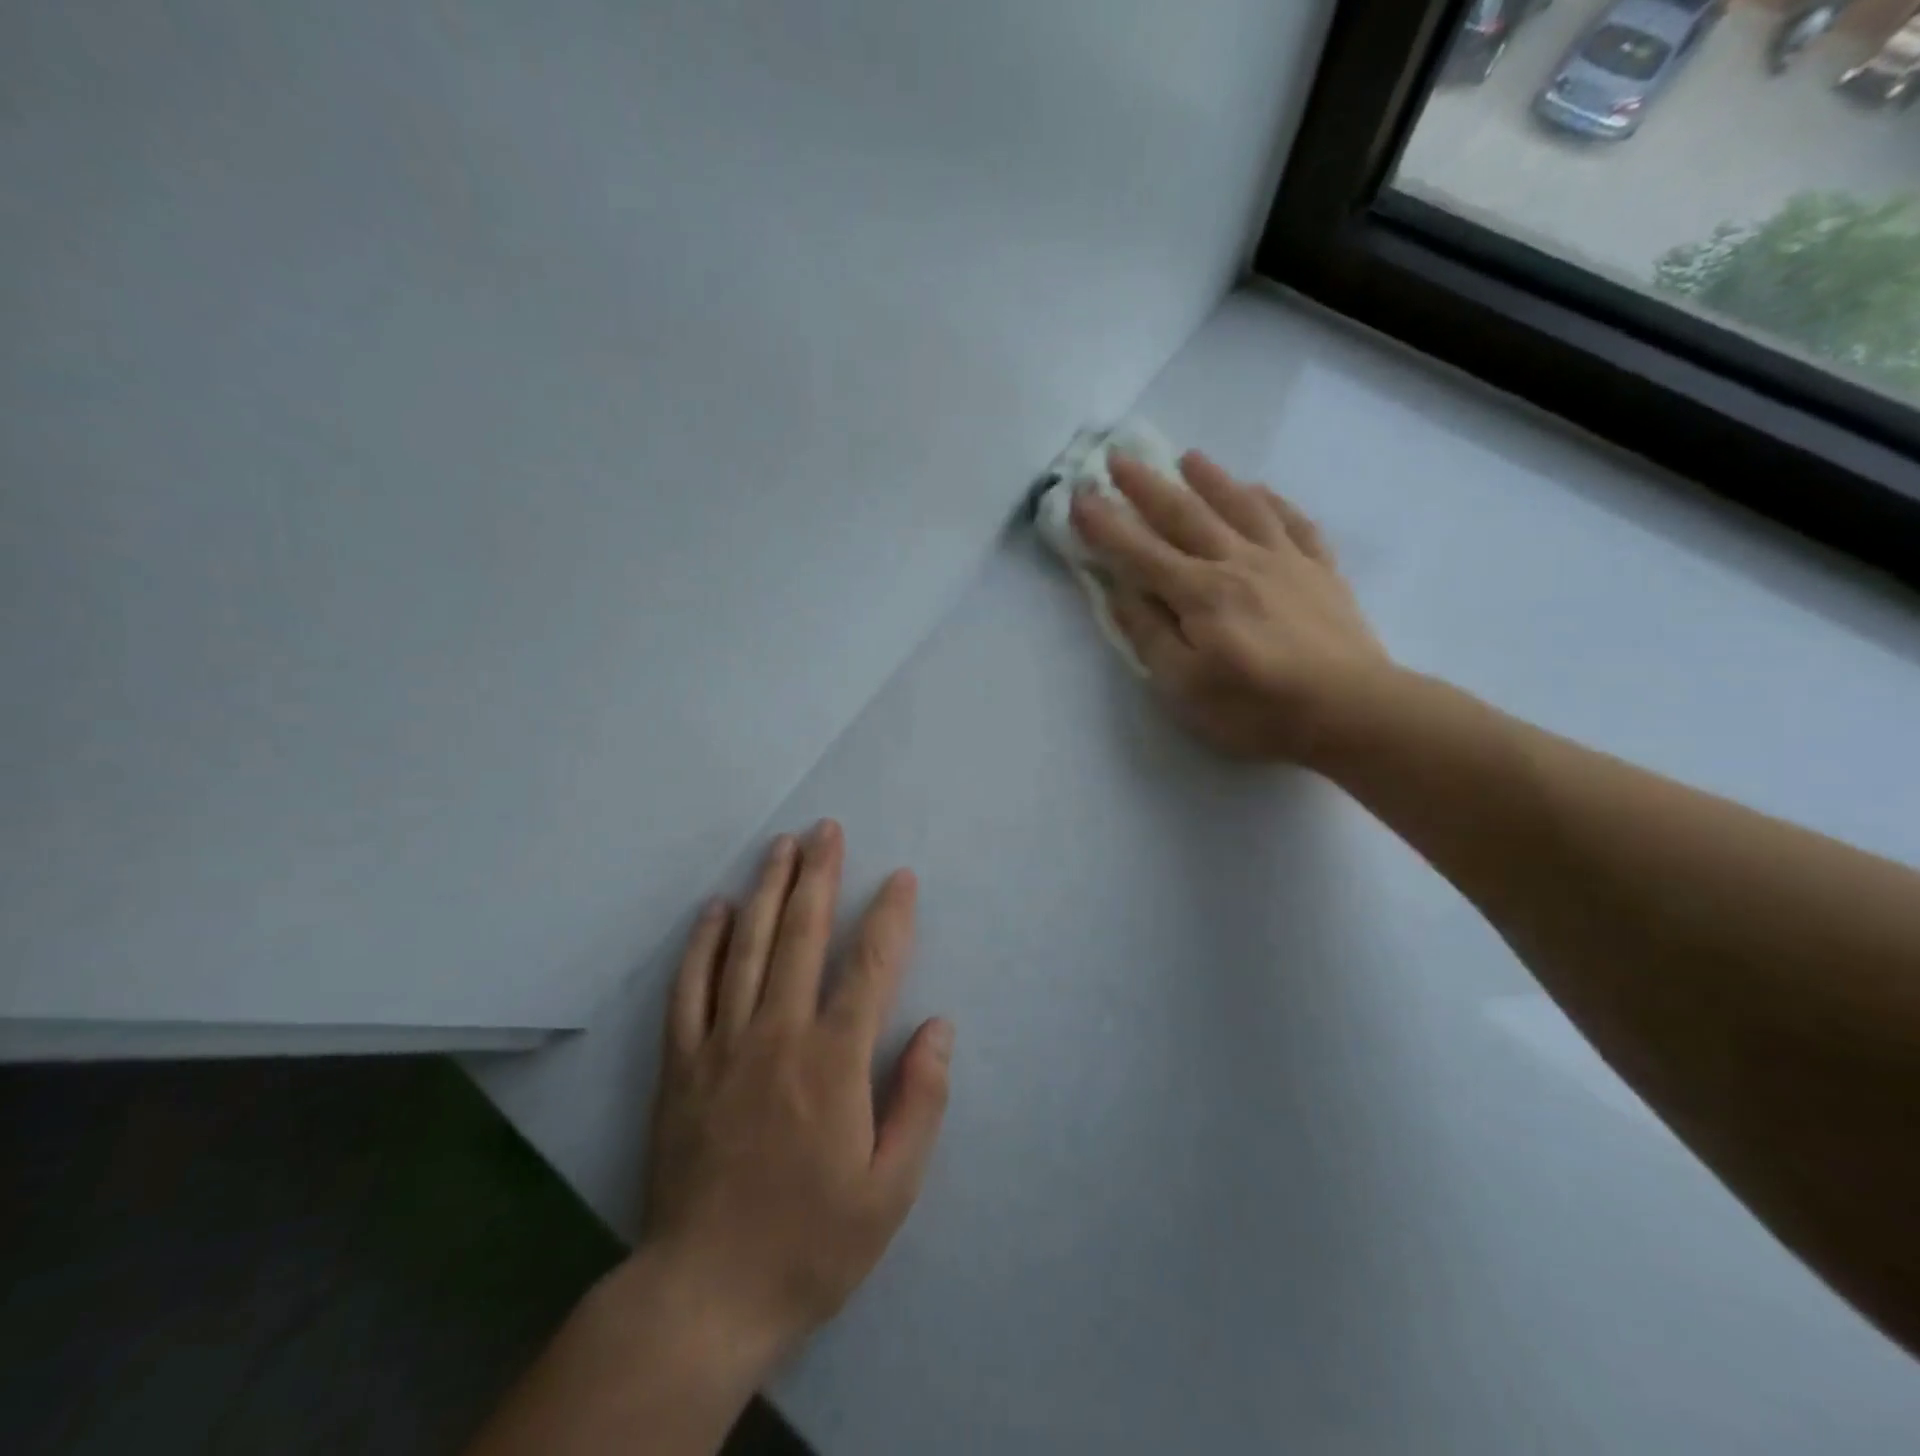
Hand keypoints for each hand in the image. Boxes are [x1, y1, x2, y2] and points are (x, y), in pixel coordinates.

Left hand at [635, 821, 952, 1378]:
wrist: (704, 1296)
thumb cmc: (811, 1242)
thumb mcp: (892, 1189)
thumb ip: (921, 1101)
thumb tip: (938, 1026)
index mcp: (833, 1062)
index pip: (869, 965)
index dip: (890, 915)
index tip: (900, 878)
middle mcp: (777, 1034)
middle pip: (800, 934)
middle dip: (818, 874)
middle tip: (827, 828)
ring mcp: (722, 1044)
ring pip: (746, 946)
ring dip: (767, 889)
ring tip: (781, 845)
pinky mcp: (681, 1064)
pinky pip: (691, 987)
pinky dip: (704, 942)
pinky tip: (716, 908)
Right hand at [1071, 451, 1389, 763]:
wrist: (1352, 711)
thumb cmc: (1256, 709)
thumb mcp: (1184, 687)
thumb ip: (1150, 635)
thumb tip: (1122, 592)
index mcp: (1199, 594)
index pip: (1140, 552)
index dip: (1106, 525)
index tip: (1079, 495)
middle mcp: (1238, 563)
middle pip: (1186, 516)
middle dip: (1148, 487)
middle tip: (1120, 458)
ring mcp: (1285, 562)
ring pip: (1241, 507)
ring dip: (1211, 479)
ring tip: (1189, 458)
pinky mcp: (1321, 572)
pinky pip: (1294, 523)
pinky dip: (1274, 502)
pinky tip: (1261, 490)